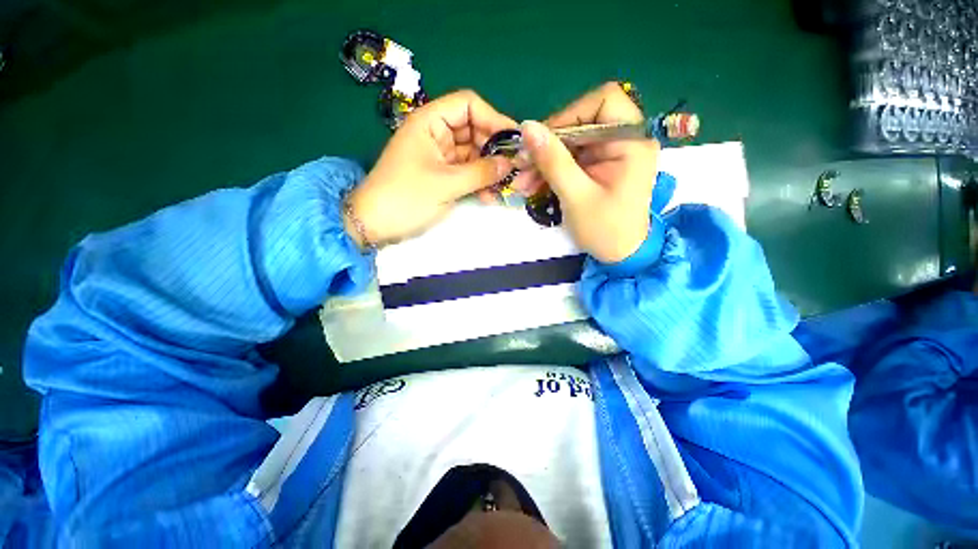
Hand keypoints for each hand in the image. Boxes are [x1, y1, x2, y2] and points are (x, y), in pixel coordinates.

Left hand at [346, 90, 515, 248]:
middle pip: (474, 130)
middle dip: (495, 149)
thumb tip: (510, 164)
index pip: (468, 105)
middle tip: (515, 169)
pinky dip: (480, 182)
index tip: (514, 140)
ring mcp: (441, 156)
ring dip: (490, 170)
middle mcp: (437, 134)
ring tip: (505, 187)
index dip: (493, 119)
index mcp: (430, 122)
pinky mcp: (443, 175)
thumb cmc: (406, 198)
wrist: (376, 225)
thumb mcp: (446, 184)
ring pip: (474, 154)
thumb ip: (481, 172)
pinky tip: (490, 196)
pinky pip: (467, 172)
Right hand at [512, 82, 659, 262]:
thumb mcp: (577, 196)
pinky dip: (550, 170)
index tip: (543, 141)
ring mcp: (609, 153)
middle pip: (581, 121)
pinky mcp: (597, 166)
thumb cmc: (605, 229)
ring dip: (543, 160)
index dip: (570, 114)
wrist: (620, 254)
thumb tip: (527, 127)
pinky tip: (532, 185)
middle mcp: (624, 139)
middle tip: (522, 166)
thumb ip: (554, 161)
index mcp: (632, 141)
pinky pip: (569, 158)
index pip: (604, 100)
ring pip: (570, 142)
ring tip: (522, 182)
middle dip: (548, 144)